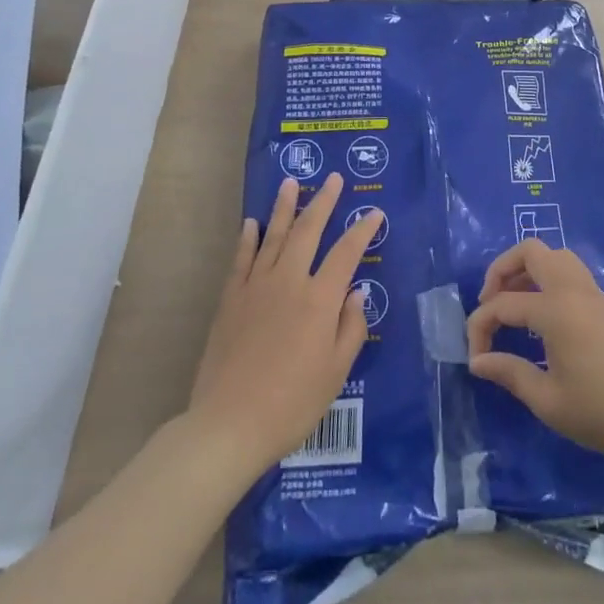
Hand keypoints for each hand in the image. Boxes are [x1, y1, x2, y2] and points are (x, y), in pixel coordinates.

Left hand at [190, 173, 382, 473]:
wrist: (228, 424)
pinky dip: (248, 239)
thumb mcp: (336, 371)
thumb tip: (356, 292)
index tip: (374, 213)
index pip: (347, 253)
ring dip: (284, 208)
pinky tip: (252, 223)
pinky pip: (241, 260)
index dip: (362, 230)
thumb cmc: (292, 403)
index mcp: (320, 299)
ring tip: (290, 183)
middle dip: (323, 201)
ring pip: (273, 236)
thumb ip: (350, 327)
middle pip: (308, 230)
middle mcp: (289, 282)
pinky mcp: (230, 301)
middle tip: (332, 178)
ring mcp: (256, 288)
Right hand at [465, 239, 603, 465]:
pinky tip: (539, 313)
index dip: (480, 328)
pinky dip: (546, 278)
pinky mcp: (602, 302)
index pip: (502, 304)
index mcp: (555, 310)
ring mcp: (590, 292)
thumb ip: (509, 373)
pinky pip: (568, 270)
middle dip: (500, 270)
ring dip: (526, 270)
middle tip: (489, 304)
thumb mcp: (548, 400)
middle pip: (529, 251)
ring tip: (512, 304)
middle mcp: (571, 289)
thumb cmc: (601, 411)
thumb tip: (478, 361)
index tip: (477, 360)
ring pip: (552, 255)